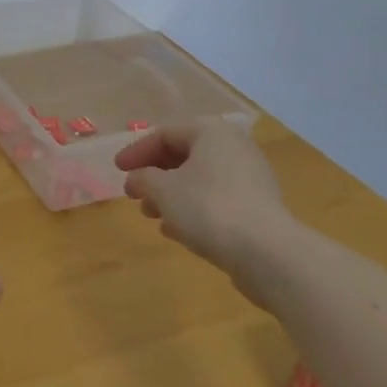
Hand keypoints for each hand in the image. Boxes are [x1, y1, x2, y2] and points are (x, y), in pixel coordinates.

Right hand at [115, 120, 296, 287]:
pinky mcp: (258, 207)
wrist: (268, 254)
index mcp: (211, 132)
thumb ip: (143, 179)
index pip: (165, 133)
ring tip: (152, 215)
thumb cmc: (208, 209)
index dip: (136, 151)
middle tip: (134, 194)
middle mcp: (234, 147)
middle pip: (184, 155)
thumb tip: (138, 179)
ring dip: (171, 194)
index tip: (118, 171)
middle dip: (155, 175)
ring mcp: (250, 178)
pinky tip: (177, 230)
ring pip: (200, 179)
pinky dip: (193, 208)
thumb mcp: (163, 190)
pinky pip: (216, 199)